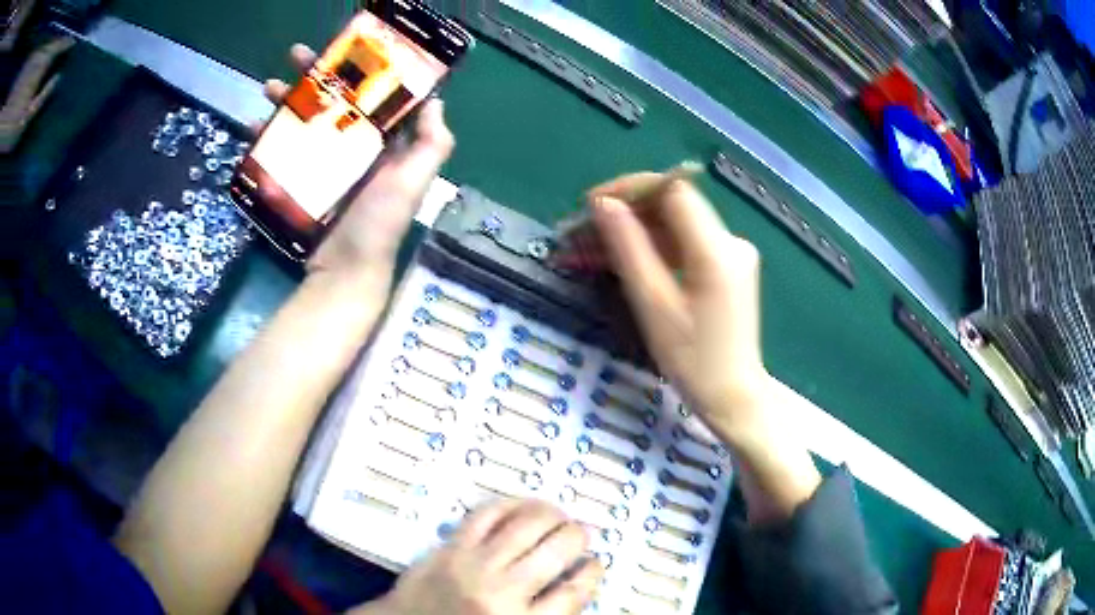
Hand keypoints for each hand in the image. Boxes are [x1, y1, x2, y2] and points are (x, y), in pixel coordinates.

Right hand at [263, 45, 454, 293]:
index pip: (374, 96)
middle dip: (315, 77)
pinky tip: (253, 126)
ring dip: (288, 101)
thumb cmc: (377, 224)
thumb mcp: (413, 180)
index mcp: (386, 145)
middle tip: (295, 56)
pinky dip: (270, 137)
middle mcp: (358, 149)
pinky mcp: (303, 181)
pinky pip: (286, 151)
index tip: (344, 48)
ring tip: (269, 87)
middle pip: (335, 102)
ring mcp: (328, 165)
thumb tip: (435, 98)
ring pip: (307, 121)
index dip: (361, 71)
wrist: (343, 272)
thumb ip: (431, 143)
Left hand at [352, 500, 602, 614]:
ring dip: (553, 514)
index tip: (595, 563)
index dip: (592, 573)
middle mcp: (502, 591)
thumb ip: (547, 612)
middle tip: (581, 534)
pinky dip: (511, 504)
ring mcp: (473, 564)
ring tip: (560, 516)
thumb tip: (577, 581)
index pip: (575, 592)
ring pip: (528, 524)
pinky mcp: (449, 546)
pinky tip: (524, 506)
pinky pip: (487, 514)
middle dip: (579, 536)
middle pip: (558, 550)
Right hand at [589, 174, 767, 442]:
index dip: (631, 188)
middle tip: (586, 231)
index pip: (673, 190)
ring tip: (595, 248)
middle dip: (628, 211)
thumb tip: (603, 205)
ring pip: (678, 223)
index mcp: (716, 250)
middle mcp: (731, 241)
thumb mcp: (653, 305)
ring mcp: (733, 252)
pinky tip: (626, 259)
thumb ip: (629, 248)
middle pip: (674, 205)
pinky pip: (687, 242)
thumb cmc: (693, 360)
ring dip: (637, 229)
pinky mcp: (729, 265)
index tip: (593, 203)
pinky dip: (656, 246)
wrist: (734, 394)